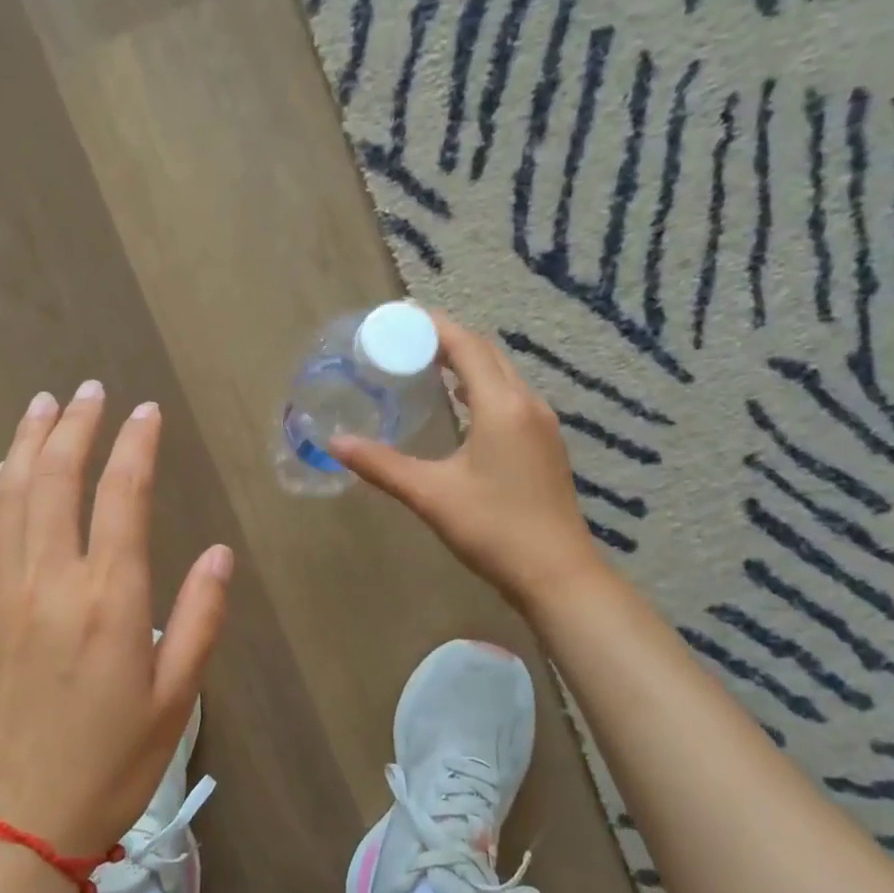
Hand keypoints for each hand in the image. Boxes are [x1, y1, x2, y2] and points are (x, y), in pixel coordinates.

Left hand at [0, 383, 233, 861]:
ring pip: (10, 495)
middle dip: (76, 425)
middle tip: (90, 390)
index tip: (146, 412)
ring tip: (44, 405)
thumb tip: (216, 554)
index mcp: (108, 600)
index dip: (136, 445)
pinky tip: (3, 469)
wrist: (9, 826)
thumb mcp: (177, 699)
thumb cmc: (108, 765)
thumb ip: (199, 618)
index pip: (122, 495)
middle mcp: (49, 581)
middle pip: (56, 478)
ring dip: (28, 442)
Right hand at [328, 313, 598, 613]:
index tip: (397, 317)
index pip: (465, 346)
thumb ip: (381, 465)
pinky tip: (462, 404)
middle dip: (447, 339)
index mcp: (501, 406)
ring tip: (426, 363)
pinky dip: (482, 386)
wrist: (558, 575)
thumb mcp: (431, 495)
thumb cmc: (494, 529)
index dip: (432, 326)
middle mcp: (527, 404)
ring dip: (467, 361)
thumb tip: (335, 443)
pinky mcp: (545, 445)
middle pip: (486, 354)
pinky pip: (511, 396)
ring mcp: (542, 425)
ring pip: (502, 375)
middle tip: (404, 339)